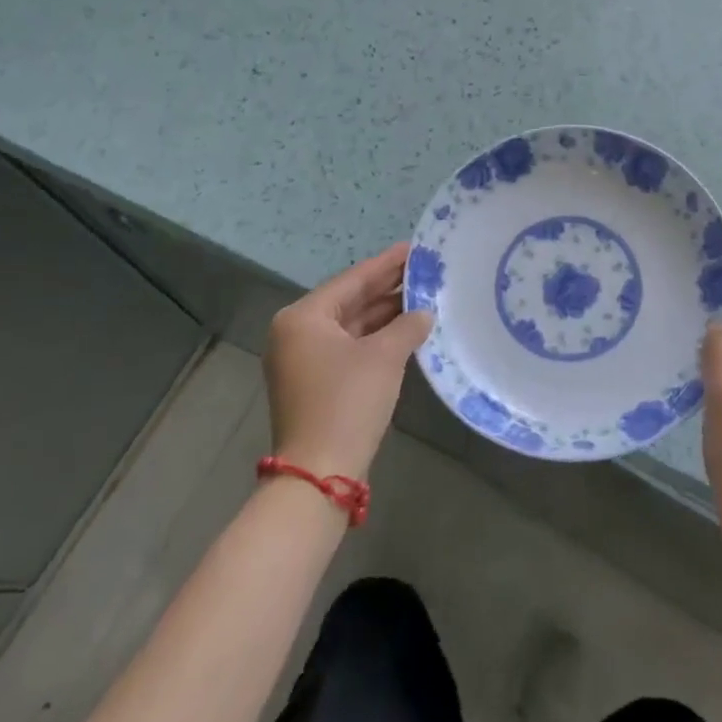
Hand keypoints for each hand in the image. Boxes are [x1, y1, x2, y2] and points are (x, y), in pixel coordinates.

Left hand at [265, 244, 431, 482]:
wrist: (318, 474)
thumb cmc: (348, 402)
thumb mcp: (384, 357)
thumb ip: (407, 326)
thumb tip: (425, 313)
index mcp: (303, 317)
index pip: (352, 280)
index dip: (386, 264)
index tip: (414, 248)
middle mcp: (296, 333)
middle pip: (349, 301)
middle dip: (387, 288)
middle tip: (424, 270)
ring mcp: (302, 360)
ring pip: (350, 325)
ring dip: (384, 313)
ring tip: (422, 295)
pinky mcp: (313, 382)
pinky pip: (348, 346)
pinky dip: (375, 337)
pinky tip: (405, 329)